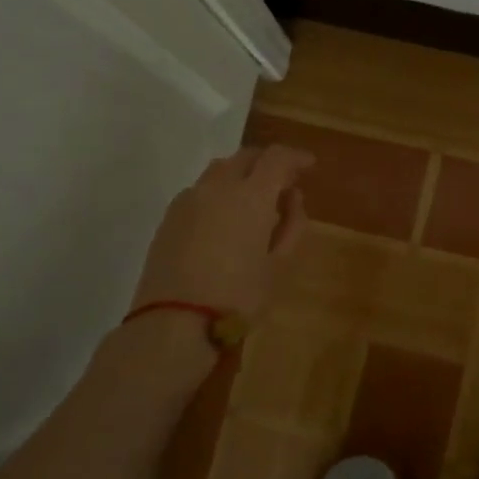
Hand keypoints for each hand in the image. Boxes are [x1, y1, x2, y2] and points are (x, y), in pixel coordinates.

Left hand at [131, 144, 312, 319]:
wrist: (174, 322)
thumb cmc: (238, 296)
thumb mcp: (279, 265)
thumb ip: (292, 225)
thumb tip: (293, 198)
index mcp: (251, 195)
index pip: (277, 157)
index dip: (296, 157)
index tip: (309, 165)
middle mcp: (218, 186)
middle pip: (246, 156)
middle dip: (268, 162)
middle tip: (284, 183)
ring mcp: (189, 199)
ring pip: (220, 170)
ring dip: (242, 174)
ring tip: (254, 199)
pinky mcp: (169, 216)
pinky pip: (201, 190)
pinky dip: (219, 192)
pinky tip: (225, 218)